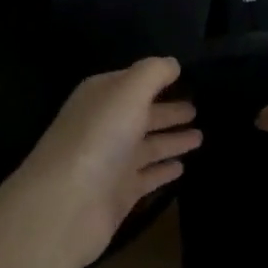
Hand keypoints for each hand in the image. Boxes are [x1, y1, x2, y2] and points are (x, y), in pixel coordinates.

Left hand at [5, 58, 201, 265]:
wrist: (68, 204)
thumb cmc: (100, 137)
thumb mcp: (128, 92)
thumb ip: (153, 73)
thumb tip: (173, 64)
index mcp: (101, 97)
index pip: (132, 82)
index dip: (157, 79)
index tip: (187, 78)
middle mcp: (105, 126)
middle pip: (142, 114)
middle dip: (168, 111)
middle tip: (198, 110)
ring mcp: (112, 161)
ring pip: (148, 145)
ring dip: (171, 140)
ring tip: (200, 137)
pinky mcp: (120, 193)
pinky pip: (148, 176)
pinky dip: (164, 171)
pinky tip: (182, 168)